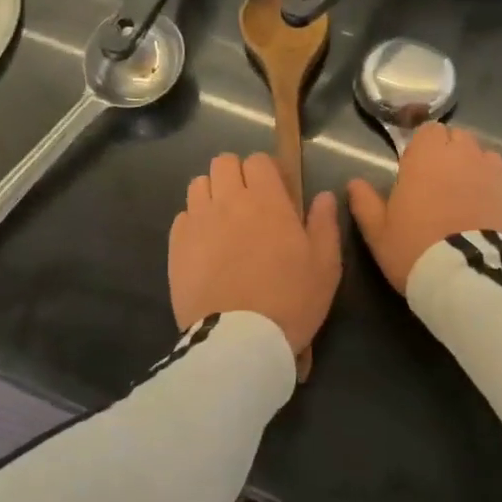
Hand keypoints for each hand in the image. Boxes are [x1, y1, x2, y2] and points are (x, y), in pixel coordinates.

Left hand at [170, 153, 341, 355]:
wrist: (239, 340)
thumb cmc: (290, 300)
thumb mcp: (325, 266)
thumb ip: (324, 224)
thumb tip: (324, 196)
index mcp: (267, 201)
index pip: (258, 161)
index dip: (267, 172)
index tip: (277, 193)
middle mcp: (228, 201)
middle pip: (223, 163)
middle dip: (237, 175)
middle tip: (249, 203)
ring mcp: (198, 222)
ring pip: (199, 184)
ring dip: (213, 193)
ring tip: (225, 221)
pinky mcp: (176, 246)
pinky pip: (182, 216)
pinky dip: (194, 222)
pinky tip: (206, 245)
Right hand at [348, 124, 501, 293]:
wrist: (470, 279)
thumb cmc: (416, 250)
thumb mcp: (378, 233)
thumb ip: (365, 202)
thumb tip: (354, 183)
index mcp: (428, 157)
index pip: (429, 130)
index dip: (425, 148)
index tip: (418, 170)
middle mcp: (467, 155)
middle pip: (461, 140)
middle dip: (453, 156)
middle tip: (443, 188)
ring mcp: (500, 174)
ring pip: (489, 161)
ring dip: (479, 175)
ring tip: (471, 206)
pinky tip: (495, 224)